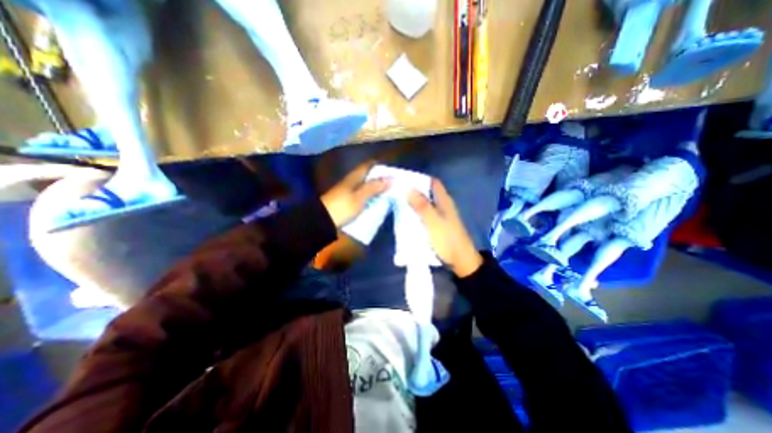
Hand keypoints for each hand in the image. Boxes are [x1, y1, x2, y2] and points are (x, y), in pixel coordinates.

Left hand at [321, 162, 392, 227]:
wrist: (322, 221)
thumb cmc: (342, 207)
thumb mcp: (360, 197)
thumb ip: (374, 187)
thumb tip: (390, 178)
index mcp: (354, 177)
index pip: (368, 165)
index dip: (380, 166)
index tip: (392, 171)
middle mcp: (351, 182)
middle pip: (368, 176)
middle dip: (380, 179)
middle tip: (394, 184)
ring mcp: (348, 192)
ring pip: (365, 186)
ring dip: (376, 189)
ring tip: (389, 193)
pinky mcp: (347, 201)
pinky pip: (362, 196)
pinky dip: (370, 197)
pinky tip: (376, 202)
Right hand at [409, 178, 481, 277]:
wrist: (460, 260)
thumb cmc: (447, 239)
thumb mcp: (432, 222)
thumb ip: (421, 205)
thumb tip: (408, 188)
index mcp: (444, 201)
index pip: (433, 183)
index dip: (420, 179)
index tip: (404, 179)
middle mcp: (443, 205)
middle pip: (428, 192)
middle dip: (414, 190)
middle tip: (397, 190)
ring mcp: (441, 215)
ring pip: (426, 203)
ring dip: (414, 201)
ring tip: (399, 200)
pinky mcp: (438, 225)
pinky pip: (426, 213)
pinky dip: (417, 211)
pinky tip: (407, 215)